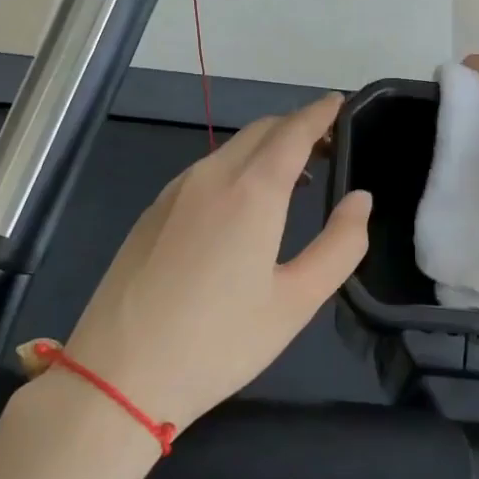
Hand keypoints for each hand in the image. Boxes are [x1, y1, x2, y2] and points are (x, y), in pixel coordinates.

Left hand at [58, 94, 370, 432]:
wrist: (118, 376)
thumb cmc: (218, 342)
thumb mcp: (296, 301)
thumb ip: (339, 245)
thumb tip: (360, 199)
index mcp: (251, 191)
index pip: (294, 130)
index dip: (320, 112)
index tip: (340, 102)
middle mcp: (211, 176)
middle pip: (261, 130)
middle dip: (297, 127)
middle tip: (327, 145)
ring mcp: (175, 191)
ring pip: (230, 148)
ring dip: (266, 148)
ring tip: (295, 175)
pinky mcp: (152, 211)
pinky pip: (206, 171)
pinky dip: (237, 167)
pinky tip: (243, 204)